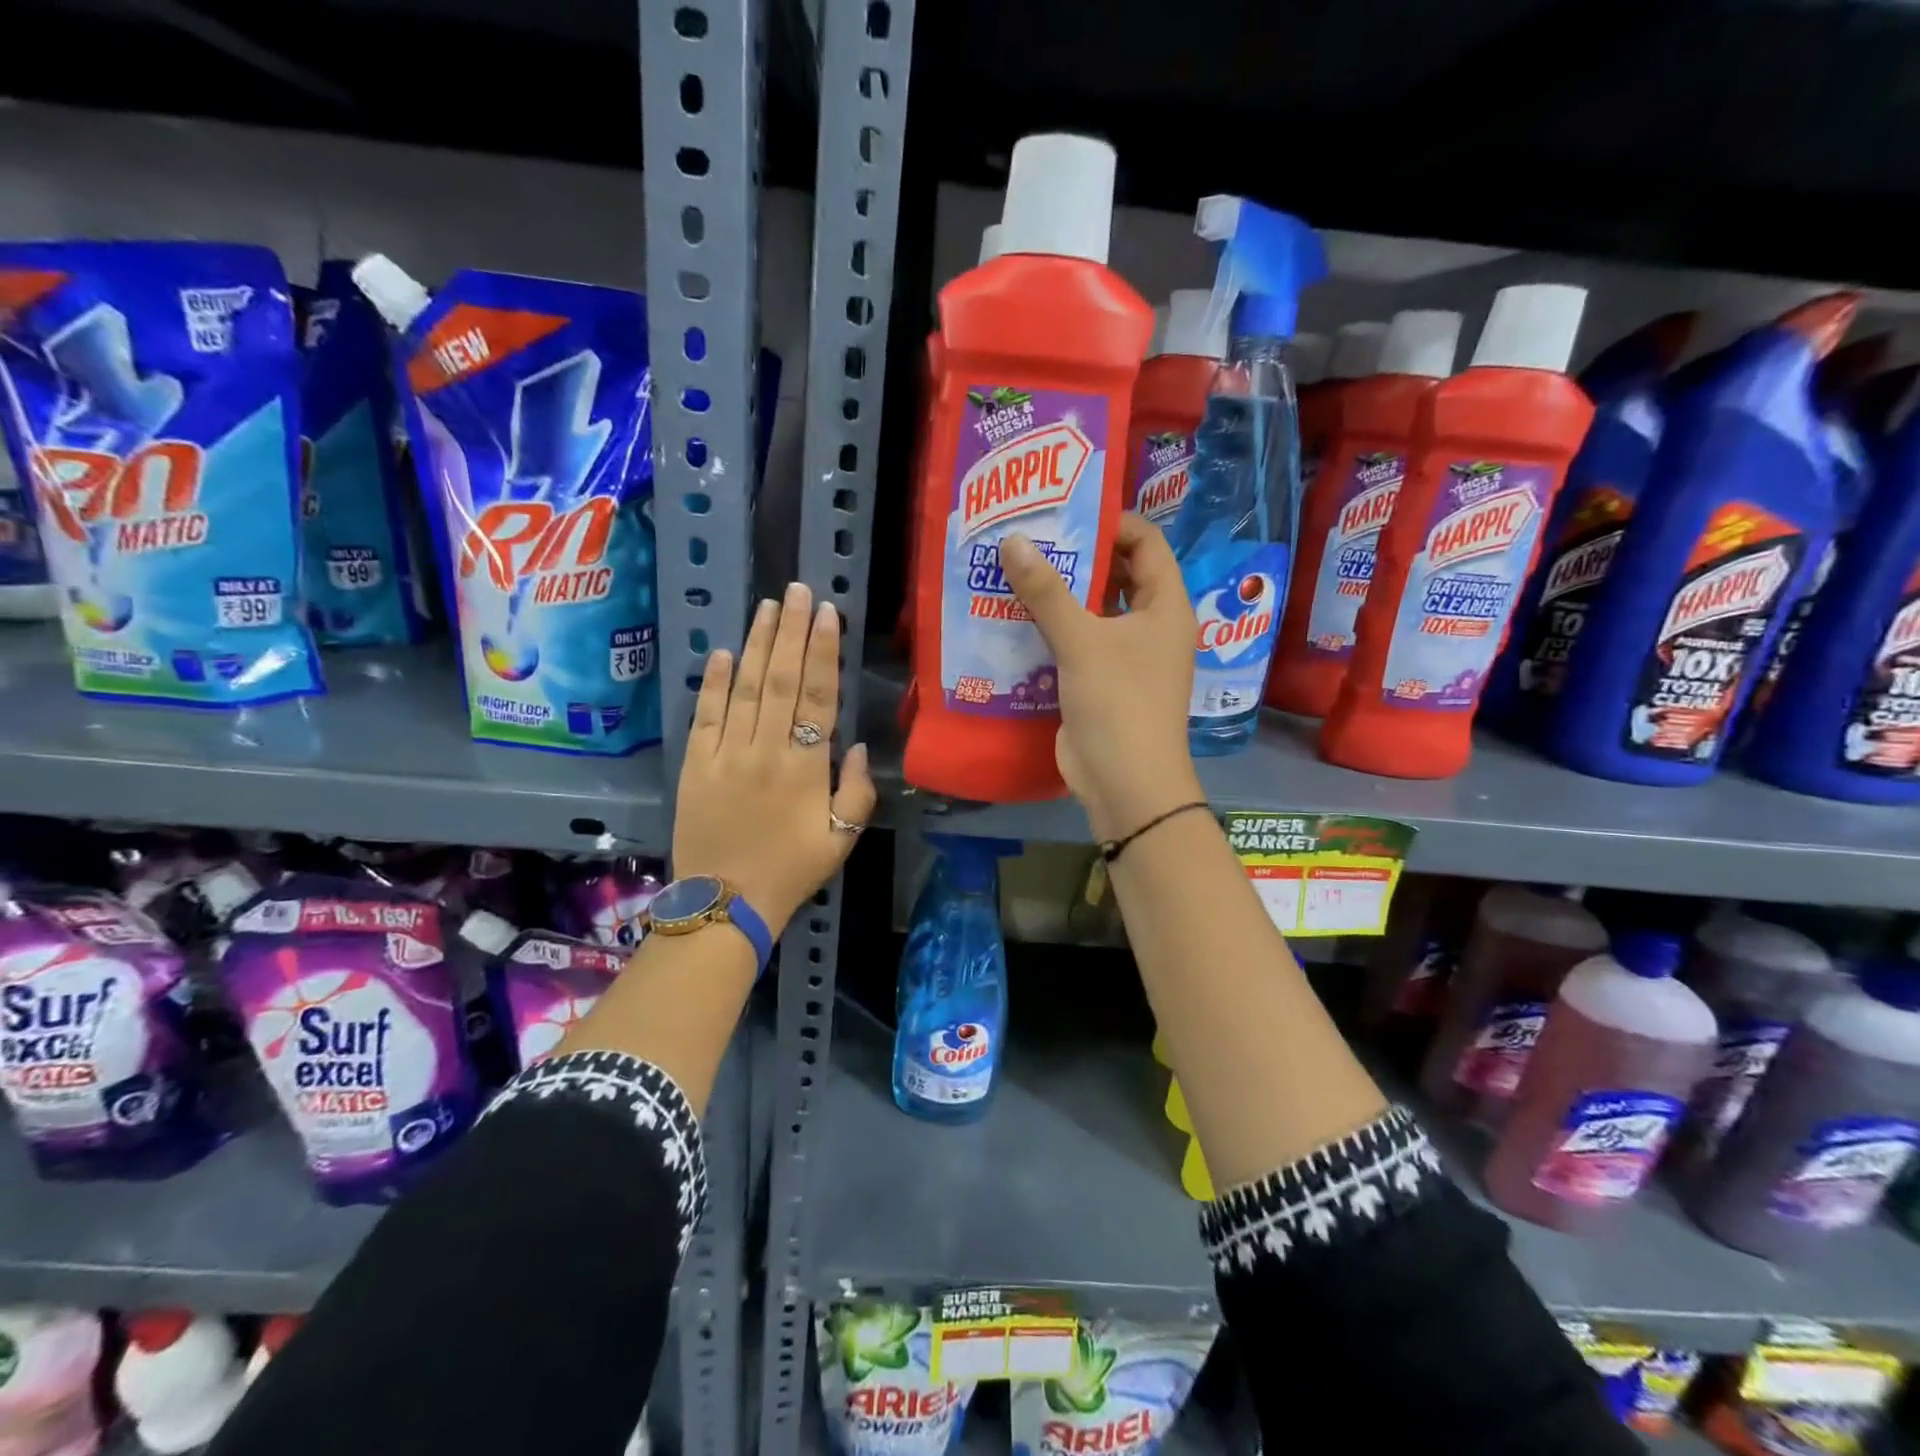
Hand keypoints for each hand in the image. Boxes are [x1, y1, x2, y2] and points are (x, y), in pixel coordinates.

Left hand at [673, 582, 876, 933]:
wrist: (724, 904)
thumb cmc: (791, 871)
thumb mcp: (842, 839)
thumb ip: (856, 790)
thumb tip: (855, 745)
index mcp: (805, 768)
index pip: (818, 697)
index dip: (824, 651)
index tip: (827, 613)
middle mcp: (766, 750)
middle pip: (782, 680)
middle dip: (791, 632)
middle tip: (797, 590)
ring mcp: (726, 755)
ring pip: (745, 689)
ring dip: (758, 644)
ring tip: (768, 607)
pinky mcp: (695, 765)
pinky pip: (706, 716)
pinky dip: (715, 683)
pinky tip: (726, 653)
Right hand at [999, 515, 1202, 840]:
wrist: (1125, 783)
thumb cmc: (1118, 702)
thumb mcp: (1082, 641)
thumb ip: (1047, 591)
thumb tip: (1013, 540)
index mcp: (1165, 606)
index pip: (1146, 543)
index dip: (1112, 522)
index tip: (1065, 515)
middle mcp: (1151, 626)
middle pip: (1118, 575)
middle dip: (1079, 557)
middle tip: (1032, 539)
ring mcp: (1126, 657)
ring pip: (1094, 611)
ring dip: (1061, 595)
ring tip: (1016, 572)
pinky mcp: (1101, 683)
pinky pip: (1077, 644)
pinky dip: (1053, 630)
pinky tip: (1016, 618)